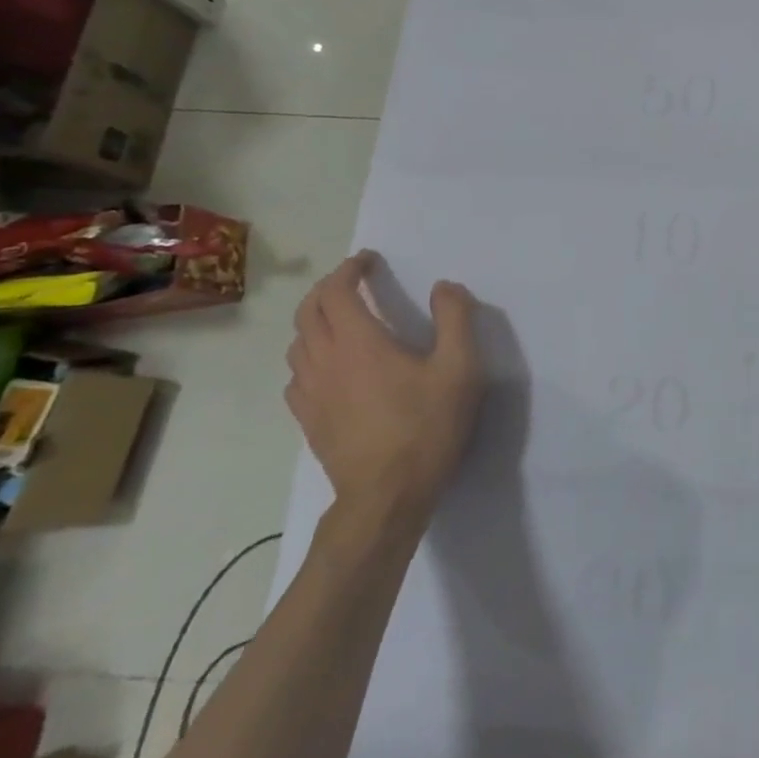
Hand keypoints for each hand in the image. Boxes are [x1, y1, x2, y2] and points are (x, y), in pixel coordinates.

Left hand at [284, 252, 488, 525]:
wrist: (387, 496)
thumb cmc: (427, 426)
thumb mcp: (461, 367)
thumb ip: (456, 318)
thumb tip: (444, 286)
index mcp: (359, 342)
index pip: (337, 292)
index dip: (350, 269)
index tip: (369, 260)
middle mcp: (325, 360)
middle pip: (308, 312)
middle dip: (328, 288)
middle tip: (354, 281)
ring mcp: (311, 393)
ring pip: (297, 342)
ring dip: (315, 319)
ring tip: (340, 317)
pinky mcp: (309, 419)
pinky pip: (297, 374)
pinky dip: (309, 354)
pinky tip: (329, 365)